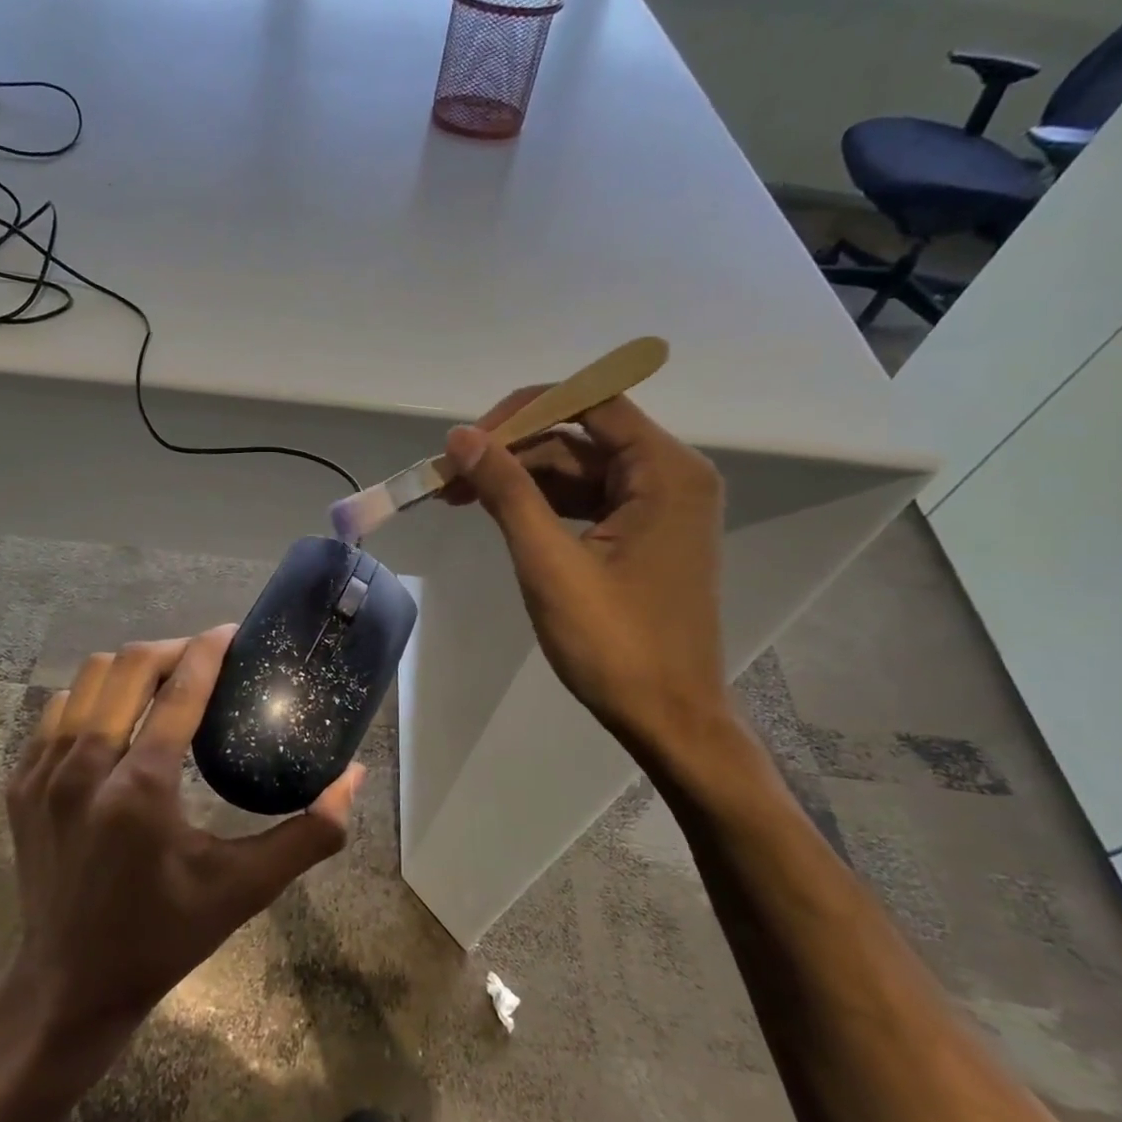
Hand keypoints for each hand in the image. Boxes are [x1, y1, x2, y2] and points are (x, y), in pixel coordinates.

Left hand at [3, 626, 362, 1054]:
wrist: (68, 985)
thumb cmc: (164, 936)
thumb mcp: (244, 890)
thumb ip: (309, 834)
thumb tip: (353, 777)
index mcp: (141, 789)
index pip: (180, 689)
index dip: (210, 649)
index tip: (233, 632)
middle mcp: (85, 768)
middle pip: (129, 666)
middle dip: (173, 648)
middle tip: (204, 658)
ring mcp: (43, 774)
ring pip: (88, 679)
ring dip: (130, 668)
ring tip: (162, 682)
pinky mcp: (19, 784)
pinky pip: (57, 711)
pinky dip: (92, 698)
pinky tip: (116, 718)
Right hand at [442, 391, 727, 747]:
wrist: (668, 720)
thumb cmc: (614, 643)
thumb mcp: (550, 563)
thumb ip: (507, 492)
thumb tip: (461, 438)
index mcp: (666, 471)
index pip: (591, 402)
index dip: (523, 412)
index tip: (469, 440)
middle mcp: (671, 476)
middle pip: (580, 436)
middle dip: (512, 452)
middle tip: (449, 477)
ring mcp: (659, 508)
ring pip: (577, 470)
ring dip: (520, 480)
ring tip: (458, 497)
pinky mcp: (643, 536)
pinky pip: (586, 501)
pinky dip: (542, 505)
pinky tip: (498, 516)